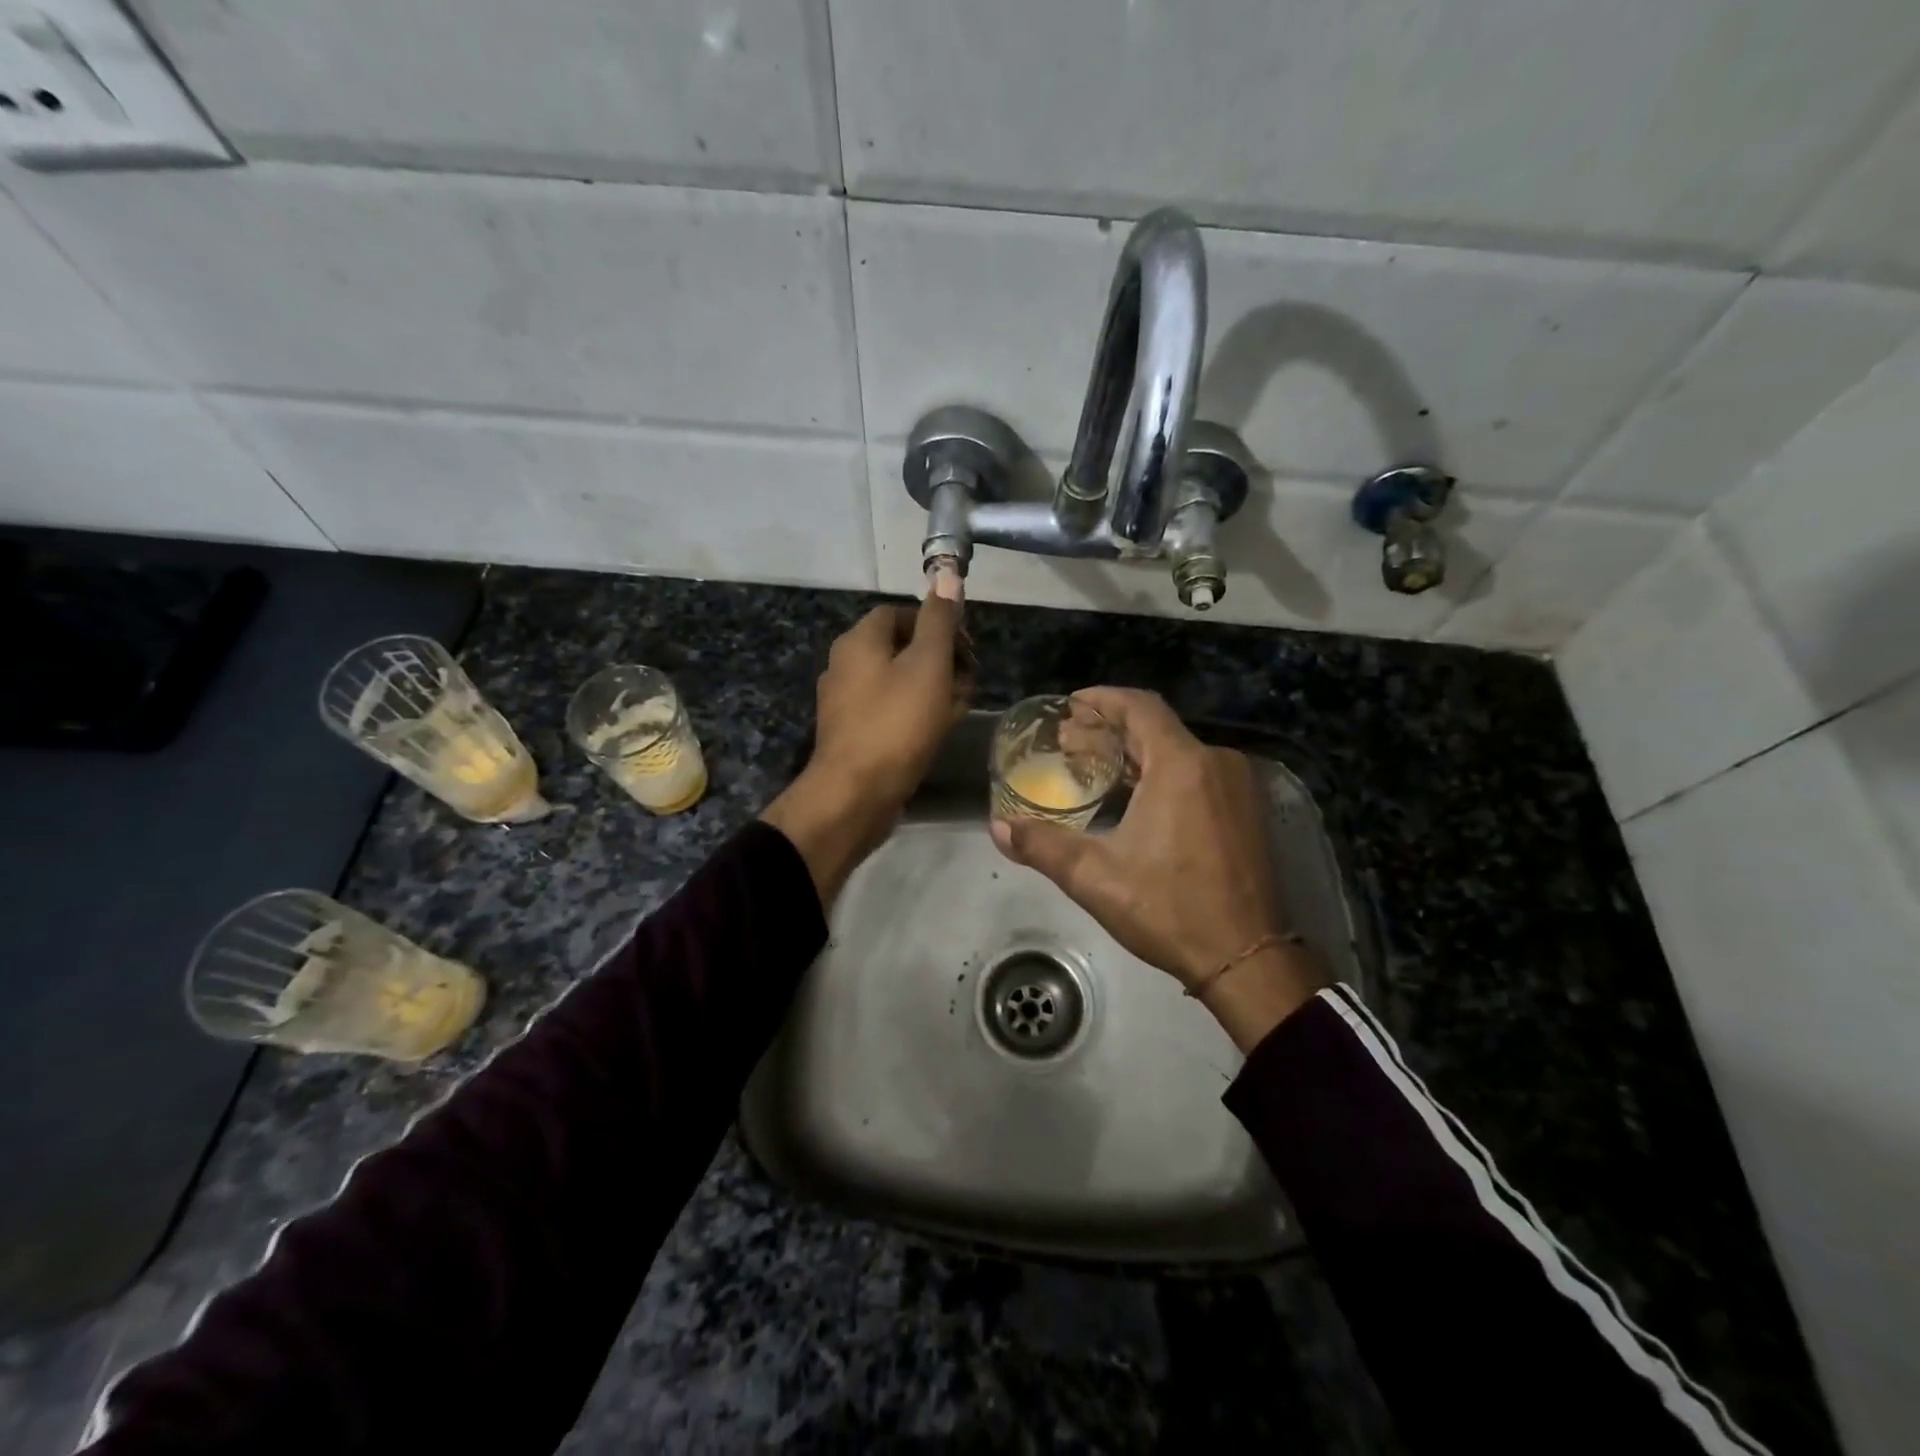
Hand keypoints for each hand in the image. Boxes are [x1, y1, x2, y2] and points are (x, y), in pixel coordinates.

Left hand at [762, 596, 970, 901]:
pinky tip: (938, 731)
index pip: (901, 613)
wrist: (855, 794)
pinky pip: (889, 711)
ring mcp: (845, 702)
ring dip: (933, 688)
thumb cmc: (896, 723)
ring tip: (960, 707)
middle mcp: (845, 665)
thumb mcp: (928, 665)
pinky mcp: (852, 734)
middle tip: (969, 681)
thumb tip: (947, 574)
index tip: (967, 648)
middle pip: (901, 648)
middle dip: (940, 660)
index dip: (938, 624)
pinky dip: (915, 714)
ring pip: (898, 682)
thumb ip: (939, 620)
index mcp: (859, 641)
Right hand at [990, 687, 1323, 1048]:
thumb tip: (999, 827)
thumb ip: (1042, 846)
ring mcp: (1237, 786)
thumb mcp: (1095, 877)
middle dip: (1110, 729)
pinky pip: (1198, 772)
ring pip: (1178, 750)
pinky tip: (1136, 796)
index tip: (1070, 705)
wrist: (1246, 958)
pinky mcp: (1246, 810)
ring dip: (1136, 752)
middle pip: (1156, 727)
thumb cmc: (1169, 909)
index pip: (1139, 707)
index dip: (1101, 700)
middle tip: (1069, 741)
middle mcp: (1216, 762)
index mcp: (1182, 765)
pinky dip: (1162, 772)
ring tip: (1095, 767)